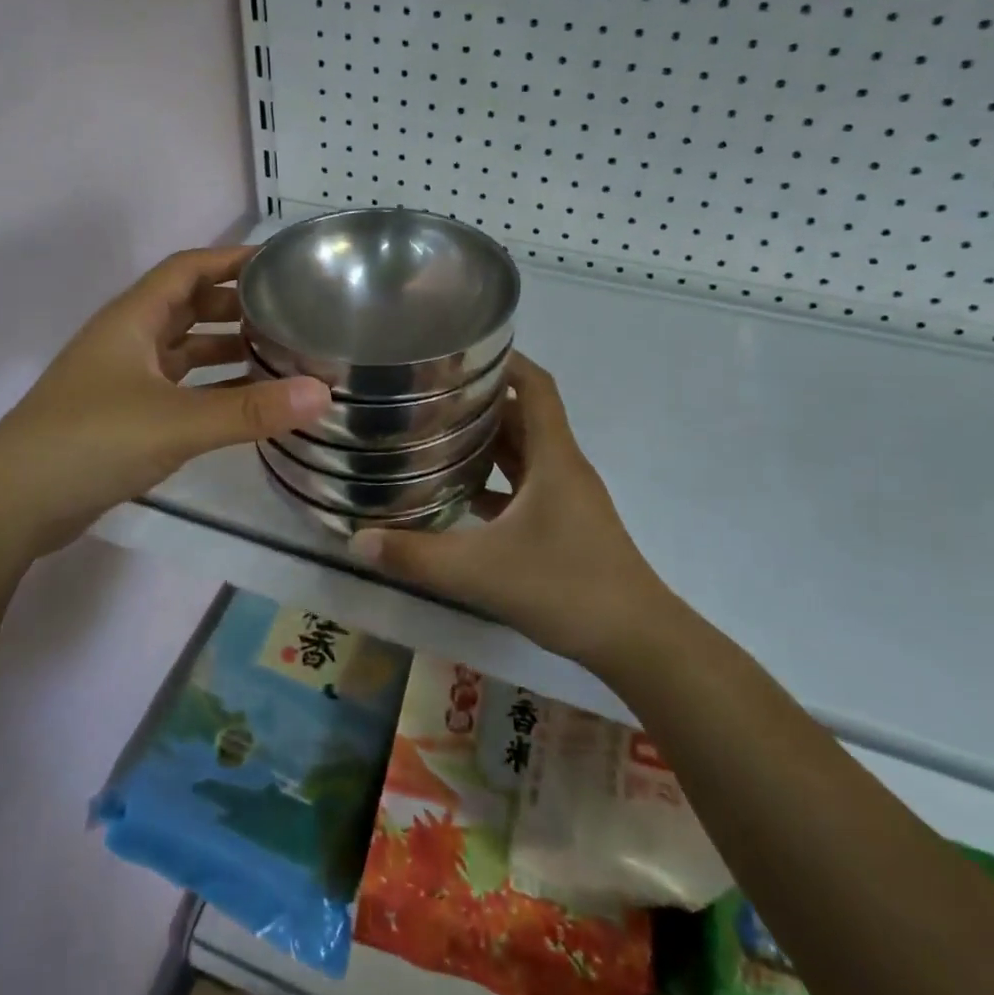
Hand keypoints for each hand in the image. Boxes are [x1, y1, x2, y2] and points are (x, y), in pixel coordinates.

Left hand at [0, 246, 330, 558]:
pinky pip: (179, 388)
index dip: (232, 259)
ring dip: (225, 348)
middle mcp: (128, 340)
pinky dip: (212, 389)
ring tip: (279, 353)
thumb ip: (251, 410)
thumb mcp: (177, 422)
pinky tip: (246, 403)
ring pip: (184, 350)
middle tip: (290, 312)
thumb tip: (324, 393)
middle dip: (237, 304)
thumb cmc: (91, 441)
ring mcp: (123, 379)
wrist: (13, 503)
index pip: (188, 268)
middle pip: (188, 305)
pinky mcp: (124, 416)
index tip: (281, 262)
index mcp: (133, 319)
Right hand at [348, 353, 672, 669]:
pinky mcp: (564, 526)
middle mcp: (562, 468)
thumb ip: (417, 555)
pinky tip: (458, 496)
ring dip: (486, 442)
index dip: (506, 361)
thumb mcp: (481, 571)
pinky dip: (494, 482)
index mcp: (554, 458)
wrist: (636, 642)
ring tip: (435, 436)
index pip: (536, 387)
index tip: (462, 352)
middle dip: (481, 401)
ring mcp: (565, 499)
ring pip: (523, 454)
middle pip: (523, 417)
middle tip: (428, 396)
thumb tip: (357, 539)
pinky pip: (524, 488)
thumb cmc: (566, 587)